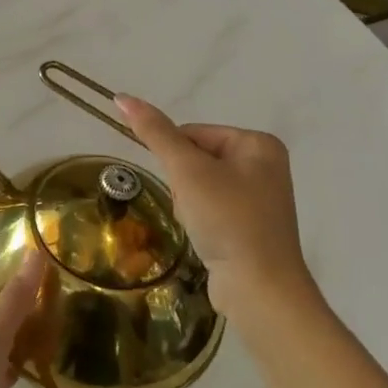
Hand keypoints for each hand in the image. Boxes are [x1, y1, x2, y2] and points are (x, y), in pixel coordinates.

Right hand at [115, 94, 310, 307]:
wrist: (260, 290)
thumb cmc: (227, 220)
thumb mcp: (187, 171)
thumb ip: (155, 132)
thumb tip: (122, 97)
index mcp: (258, 143)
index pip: (193, 133)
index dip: (176, 158)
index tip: (184, 186)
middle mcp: (264, 165)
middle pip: (196, 158)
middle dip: (183, 183)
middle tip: (194, 208)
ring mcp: (260, 197)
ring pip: (199, 185)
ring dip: (188, 203)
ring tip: (200, 226)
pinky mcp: (252, 226)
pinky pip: (212, 208)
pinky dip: (201, 220)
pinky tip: (206, 238)